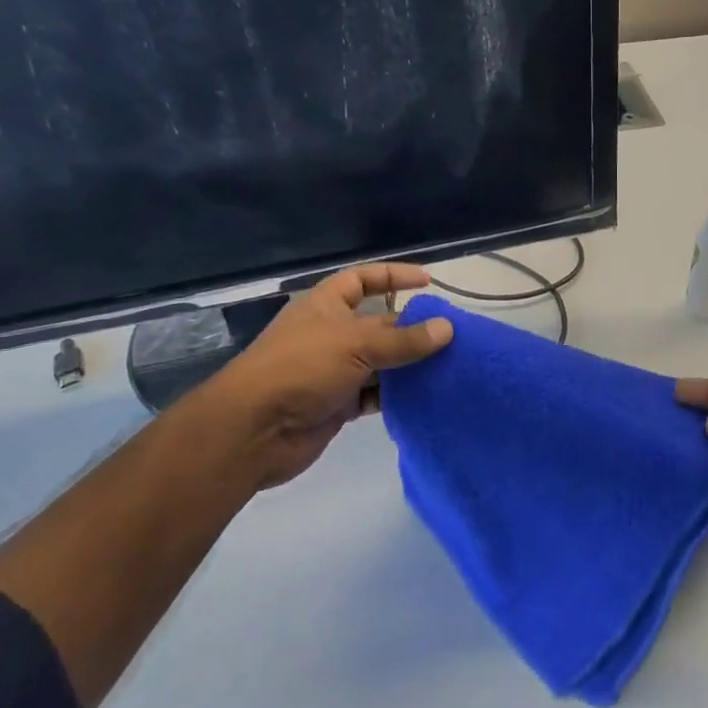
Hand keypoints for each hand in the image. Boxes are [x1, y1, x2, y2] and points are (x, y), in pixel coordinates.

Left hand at [199, 264, 452, 490]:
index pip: (364, 279)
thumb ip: (403, 339)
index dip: (394, 276)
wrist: (254, 430)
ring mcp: (334, 370)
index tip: (429, 282)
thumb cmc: (301, 369)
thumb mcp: (356, 344)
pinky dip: (398, 395)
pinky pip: (376, 394)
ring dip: (410, 365)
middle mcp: (332, 333)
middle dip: (413, 327)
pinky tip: (426, 397)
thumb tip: (447, 328)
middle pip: (379, 323)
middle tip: (453, 335)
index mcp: (326, 305)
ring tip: (449, 366)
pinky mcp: (338, 404)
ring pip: (381, 362)